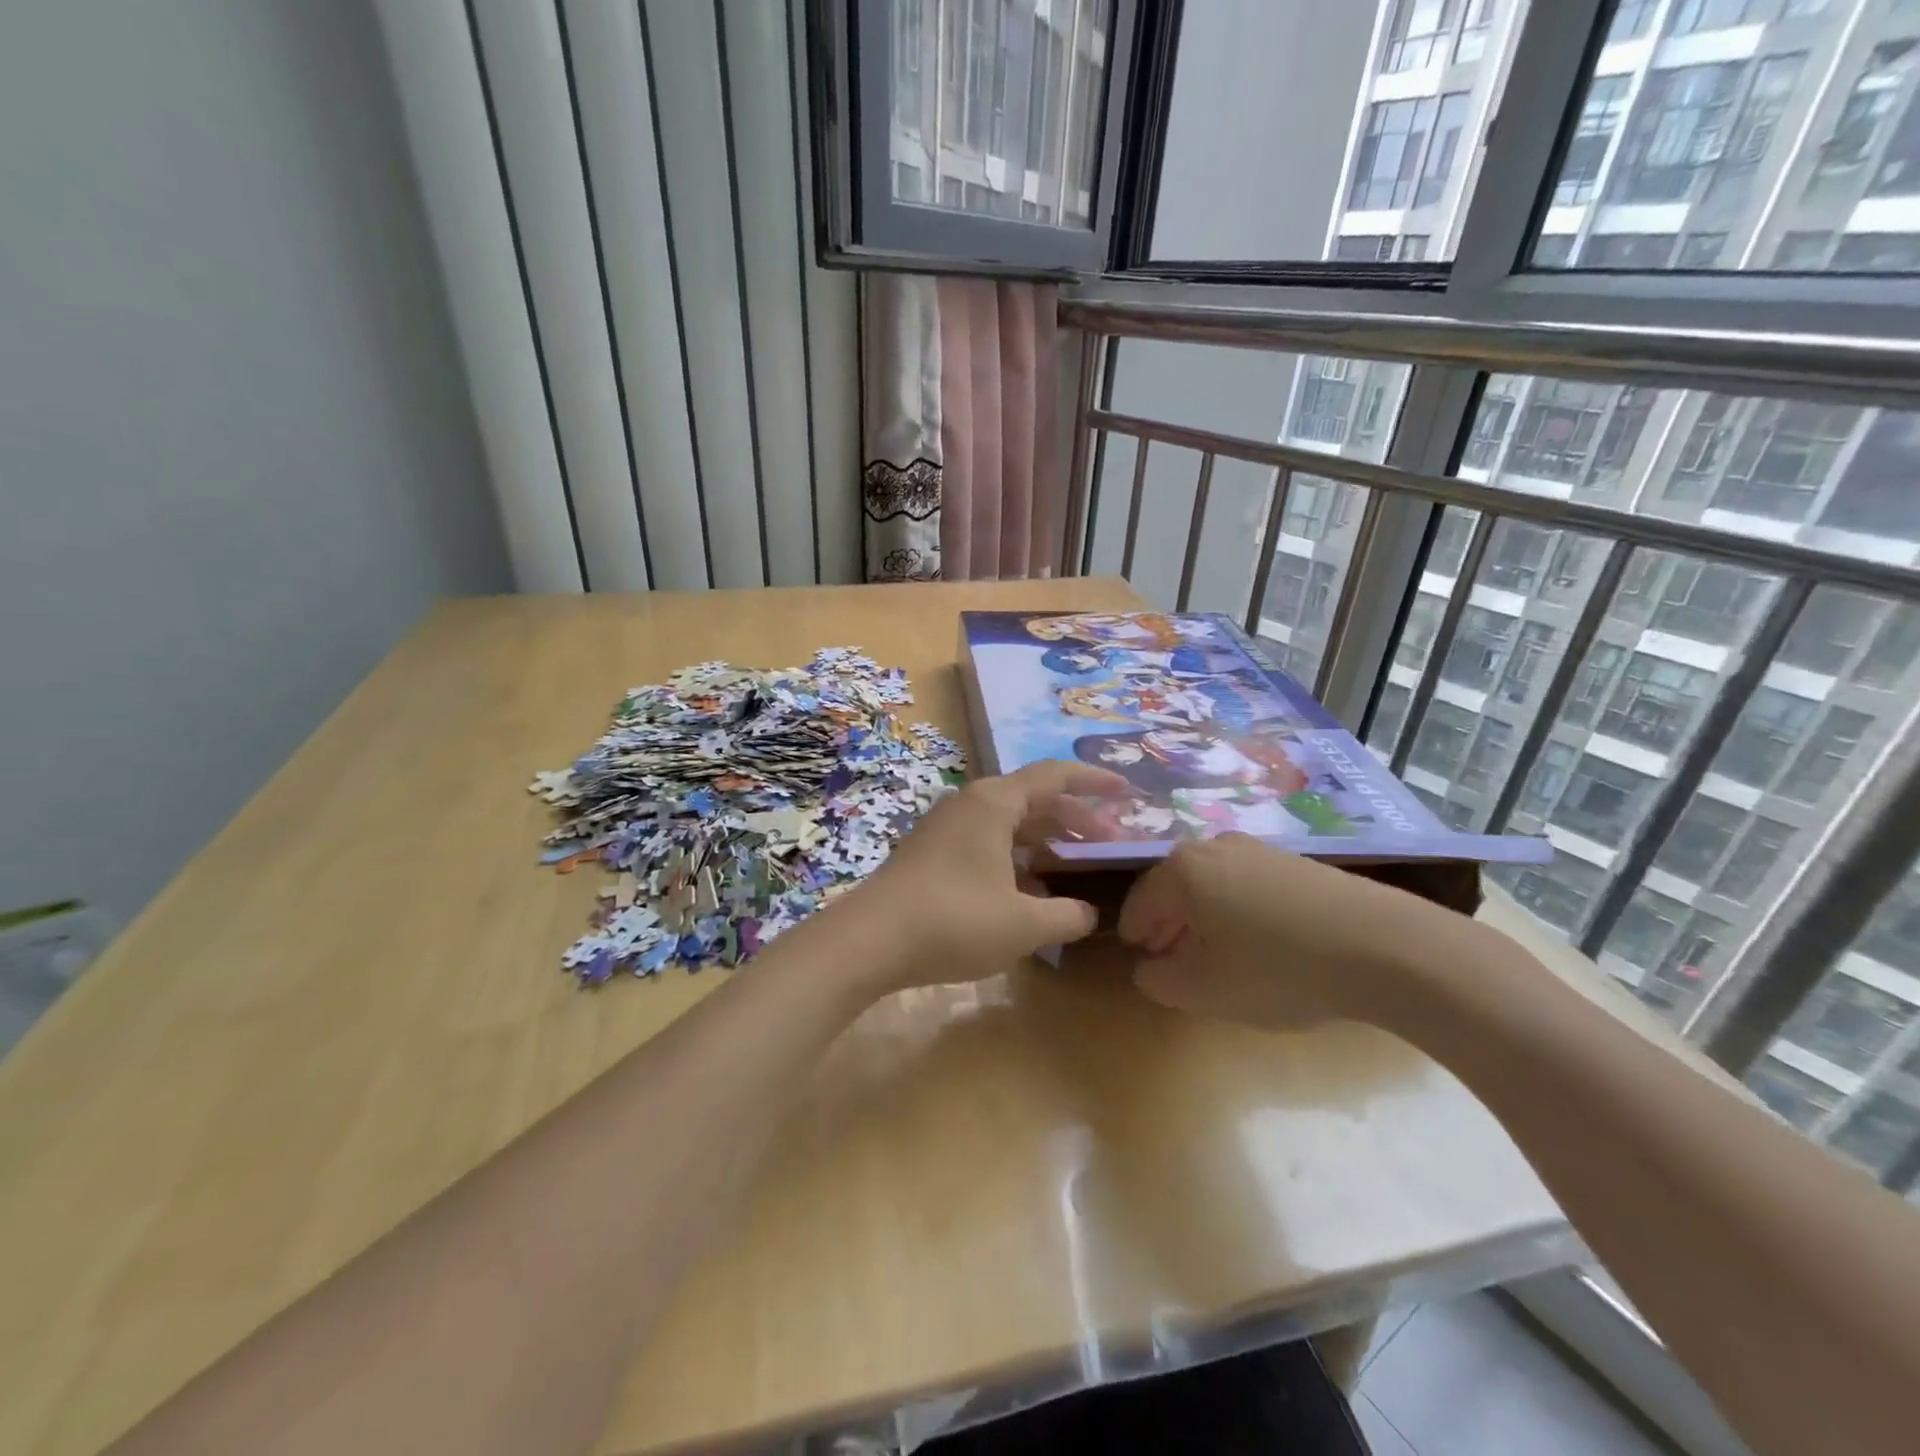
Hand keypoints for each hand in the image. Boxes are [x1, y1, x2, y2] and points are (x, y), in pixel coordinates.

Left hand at [841, 761, 1128, 993]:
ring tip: (1079, 866)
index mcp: (995, 802)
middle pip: (1035, 799)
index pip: (1056, 776)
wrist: (869, 941)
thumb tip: (1087, 913)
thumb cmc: (953, 921)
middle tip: (1113, 843)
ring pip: (1010, 823)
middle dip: (1076, 819)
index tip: (1128, 792)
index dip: (1095, 781)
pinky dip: (1018, 858)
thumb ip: (1067, 916)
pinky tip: (1034, 892)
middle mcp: (971, 803)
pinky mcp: (933, 852)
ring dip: (1047, 840)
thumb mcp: (1023, 925)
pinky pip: (989, 842)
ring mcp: (948, 827)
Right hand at [1117, 834, 1451, 1030]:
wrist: (1384, 947)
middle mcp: (1214, 846)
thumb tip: (1151, 967)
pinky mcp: (1297, 862)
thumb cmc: (1277, 968)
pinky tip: (1262, 945)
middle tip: (1175, 963)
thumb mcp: (1204, 990)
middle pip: (1175, 888)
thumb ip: (1160, 980)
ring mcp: (1260, 849)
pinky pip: (1248, 885)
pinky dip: (1240, 912)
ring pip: (1213, 885)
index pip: (1139, 903)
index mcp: (1182, 870)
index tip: (1142, 964)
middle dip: (1169, 926)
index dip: (1136, 937)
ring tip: (1219, 957)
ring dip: (1205, 919)